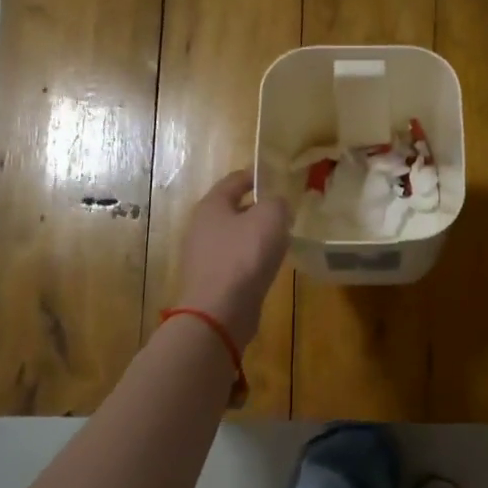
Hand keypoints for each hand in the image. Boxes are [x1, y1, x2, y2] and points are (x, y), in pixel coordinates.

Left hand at [175, 169, 291, 346]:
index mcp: (212, 205)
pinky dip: (252, 258)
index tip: (279, 176)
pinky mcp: (212, 280)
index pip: (235, 179)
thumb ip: (277, 202)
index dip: (257, 175)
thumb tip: (278, 204)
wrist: (220, 312)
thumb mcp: (270, 218)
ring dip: (256, 235)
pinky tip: (270, 265)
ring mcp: (204, 256)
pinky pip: (236, 260)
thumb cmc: (244, 257)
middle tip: (285, 209)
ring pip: (235, 236)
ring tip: (282, 238)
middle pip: (234, 209)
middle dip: (259, 207)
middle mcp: (202, 227)